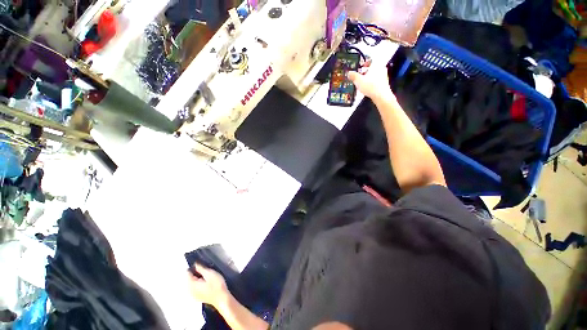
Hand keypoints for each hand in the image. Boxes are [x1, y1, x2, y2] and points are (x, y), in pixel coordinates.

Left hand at [187, 263, 228, 307]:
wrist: (222, 298)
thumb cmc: (217, 285)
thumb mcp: (210, 273)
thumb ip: (201, 268)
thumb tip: (195, 264)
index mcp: (191, 284)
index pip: (187, 272)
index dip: (194, 267)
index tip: (202, 266)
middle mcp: (189, 290)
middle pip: (190, 278)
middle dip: (197, 273)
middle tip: (207, 272)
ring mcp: (193, 295)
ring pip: (193, 282)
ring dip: (199, 278)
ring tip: (208, 277)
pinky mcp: (197, 297)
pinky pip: (195, 287)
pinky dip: (200, 284)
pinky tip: (208, 284)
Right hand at [347, 62, 394, 101]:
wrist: (381, 96)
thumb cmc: (371, 87)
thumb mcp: (358, 81)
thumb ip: (353, 76)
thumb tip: (349, 73)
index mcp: (375, 64)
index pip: (368, 60)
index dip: (362, 63)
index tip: (358, 67)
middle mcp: (381, 68)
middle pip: (371, 68)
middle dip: (365, 71)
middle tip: (359, 75)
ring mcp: (384, 76)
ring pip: (374, 74)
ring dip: (368, 77)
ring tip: (362, 82)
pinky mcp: (384, 83)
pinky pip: (376, 80)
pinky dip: (371, 83)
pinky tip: (368, 87)